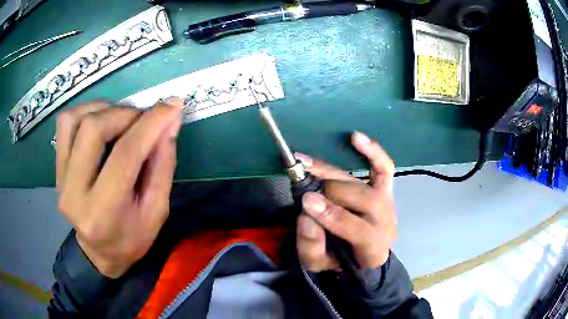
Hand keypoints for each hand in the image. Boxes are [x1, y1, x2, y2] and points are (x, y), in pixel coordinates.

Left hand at [56, 99, 182, 277]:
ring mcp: (61, 179)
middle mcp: (75, 193)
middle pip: (93, 129)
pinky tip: (100, 121)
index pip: (125, 155)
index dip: (151, 124)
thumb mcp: (157, 211)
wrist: (99, 253)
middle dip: (126, 114)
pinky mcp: (57, 168)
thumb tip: (170, 122)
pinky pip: (65, 124)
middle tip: (143, 119)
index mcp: (104, 212)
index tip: (172, 105)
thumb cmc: (132, 238)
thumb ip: (163, 165)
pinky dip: (85, 112)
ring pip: (75, 119)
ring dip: (104, 109)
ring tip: (121, 119)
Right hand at [295, 132, 396, 271]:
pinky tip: (355, 137)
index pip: (359, 230)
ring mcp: (388, 204)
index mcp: (373, 249)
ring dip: (332, 173)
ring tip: (305, 164)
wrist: (361, 255)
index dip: (333, 215)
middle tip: (304, 189)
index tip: (306, 201)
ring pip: (364, 184)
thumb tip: (307, 215)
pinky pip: (384, 168)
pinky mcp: (386, 190)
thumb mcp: (319, 263)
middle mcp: (386, 223)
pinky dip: (372, 151)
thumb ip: (311, 246)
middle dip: (329, 193)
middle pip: (363, 200)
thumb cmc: (339, 259)